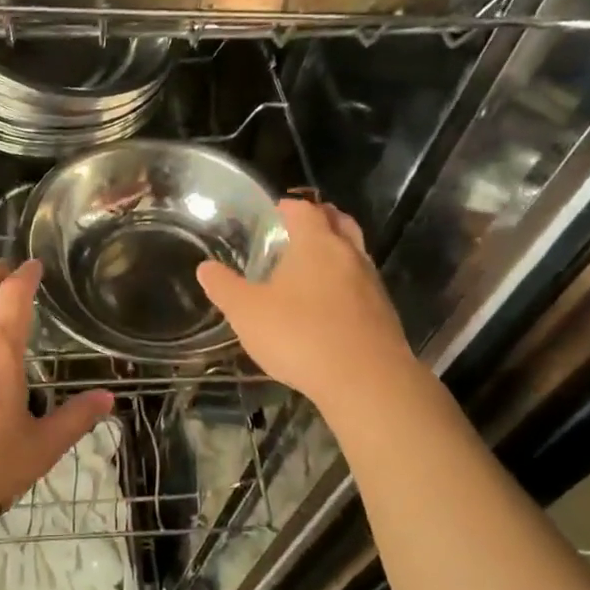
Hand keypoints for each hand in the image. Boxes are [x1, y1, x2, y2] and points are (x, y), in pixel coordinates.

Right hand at [196, 198, 415, 413]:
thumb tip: (205, 268)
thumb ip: (224, 287)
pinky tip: (329, 306)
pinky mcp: (384, 314)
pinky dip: (346, 283)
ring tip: (311, 267)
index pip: (305, 209)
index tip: (274, 212)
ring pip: (355, 253)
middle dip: (320, 220)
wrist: (366, 382)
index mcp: (316, 244)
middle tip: (297, 230)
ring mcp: (372, 284)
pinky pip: (362, 285)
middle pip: (339, 222)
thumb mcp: (246, 312)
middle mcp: (349, 255)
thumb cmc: (300, 335)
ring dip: (336, 252)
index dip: (288, 206)